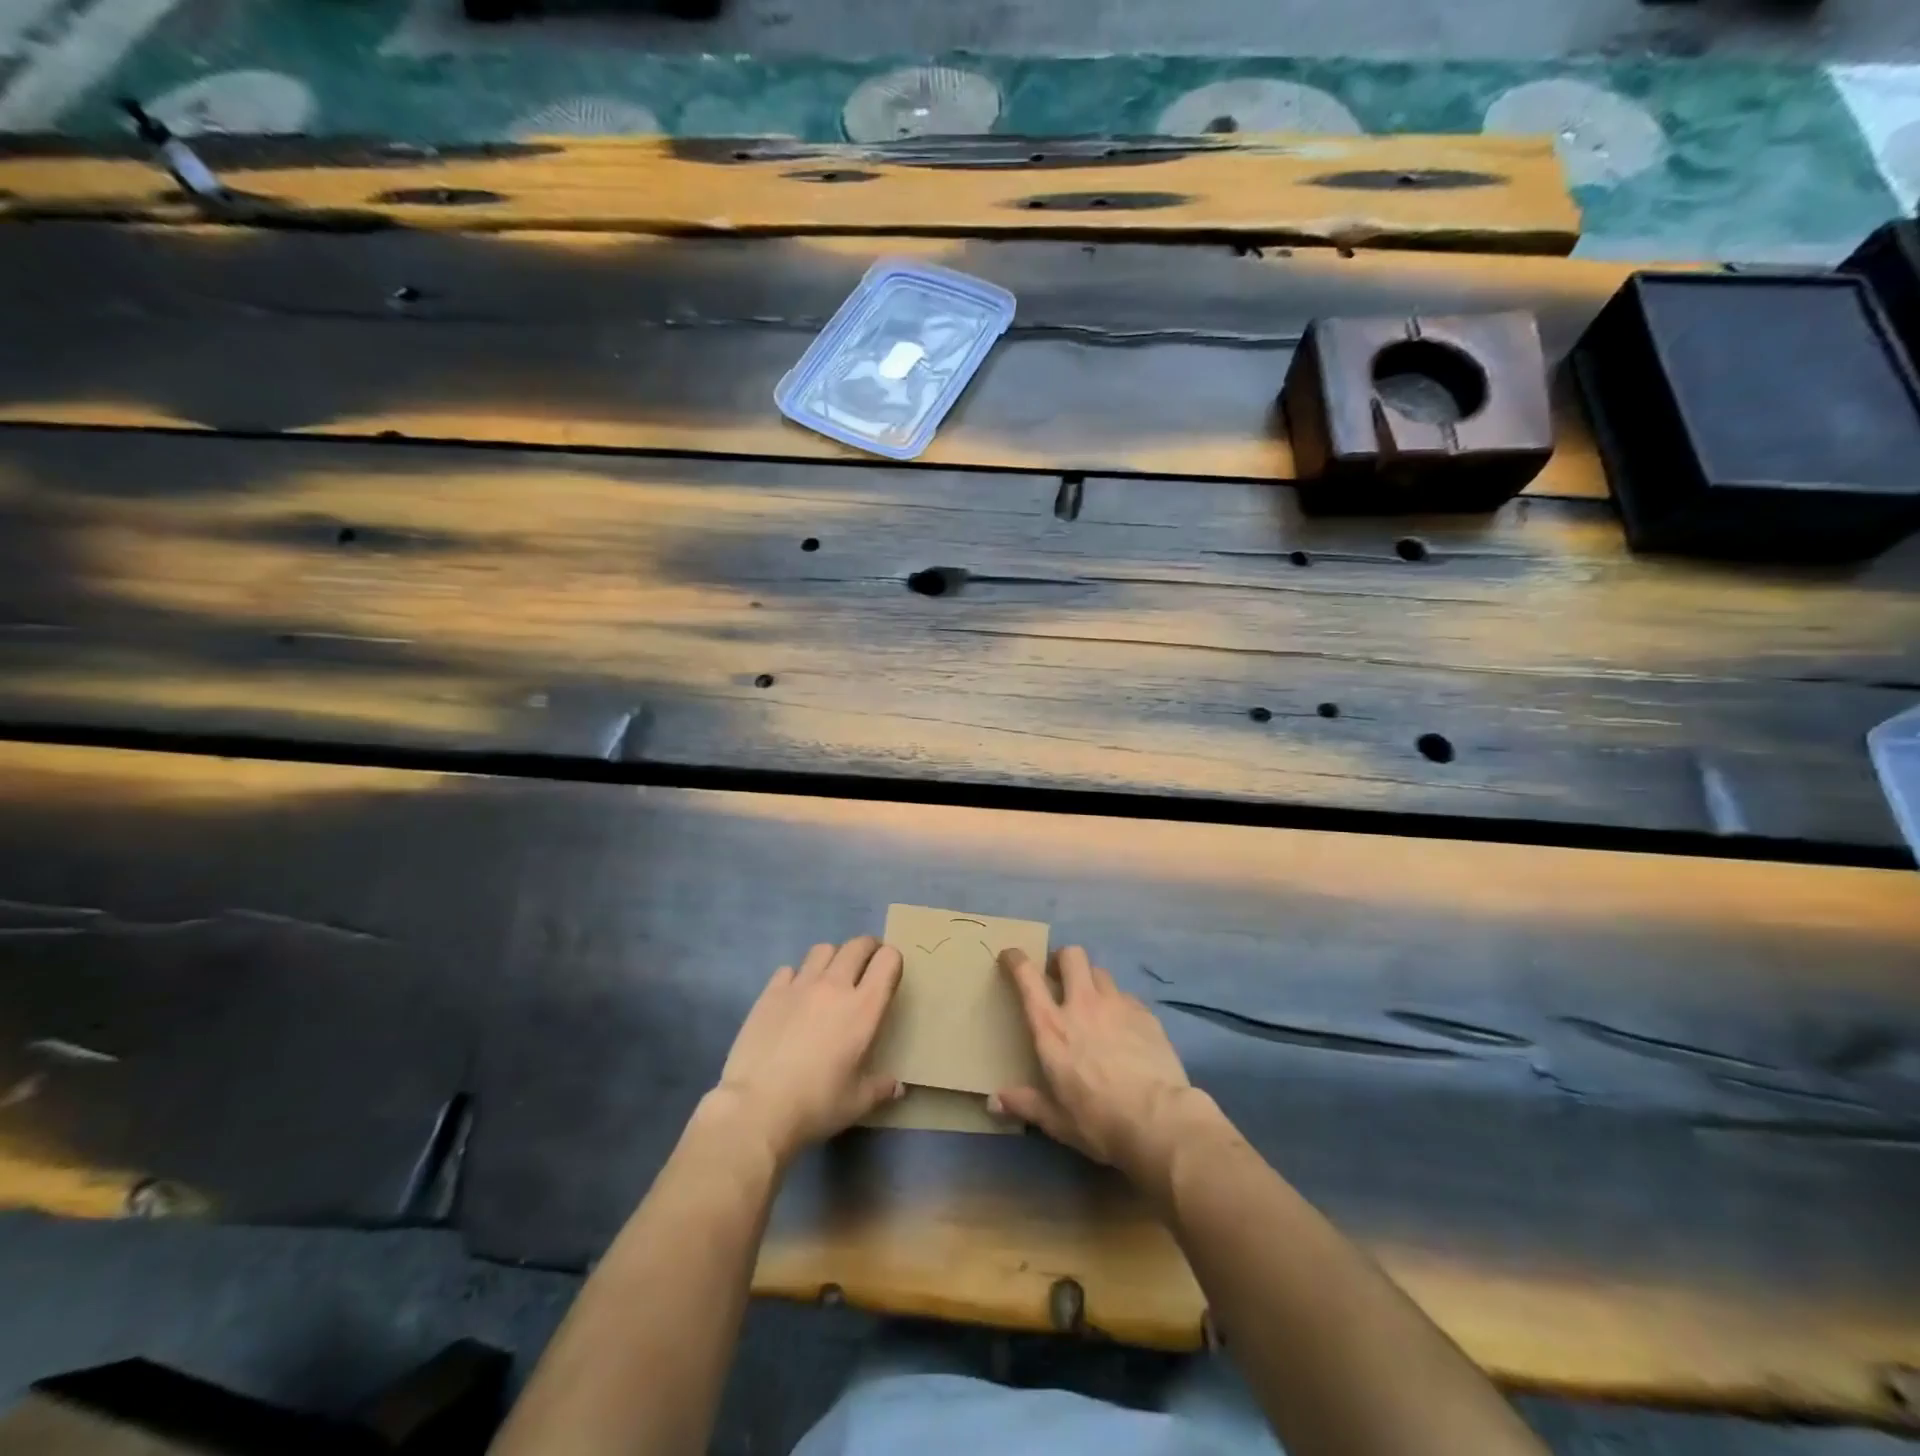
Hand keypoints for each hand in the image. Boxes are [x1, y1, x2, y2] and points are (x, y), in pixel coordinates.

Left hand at [713, 936, 904, 1164]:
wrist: (756, 1108)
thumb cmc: (816, 1104)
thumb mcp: (857, 1102)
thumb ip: (880, 1087)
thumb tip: (897, 1086)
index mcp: (863, 1008)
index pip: (888, 961)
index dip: (892, 961)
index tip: (889, 974)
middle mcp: (834, 986)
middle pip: (857, 945)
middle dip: (868, 949)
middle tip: (867, 965)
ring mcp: (800, 985)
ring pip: (823, 949)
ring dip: (833, 957)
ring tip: (831, 976)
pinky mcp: (770, 992)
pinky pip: (790, 969)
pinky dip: (798, 976)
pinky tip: (795, 997)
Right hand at [990, 945, 1200, 1189]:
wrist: (1158, 1120)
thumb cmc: (1098, 1121)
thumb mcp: (1056, 1120)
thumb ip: (1025, 1104)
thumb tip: (994, 1101)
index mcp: (1052, 1027)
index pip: (1027, 977)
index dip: (1016, 959)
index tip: (1010, 956)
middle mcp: (1082, 1005)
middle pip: (1071, 956)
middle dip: (1062, 959)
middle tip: (1059, 976)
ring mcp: (1117, 1005)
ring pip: (1100, 971)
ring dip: (1091, 980)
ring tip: (1092, 1002)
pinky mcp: (1145, 1013)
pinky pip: (1126, 996)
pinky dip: (1118, 1004)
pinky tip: (1123, 1026)